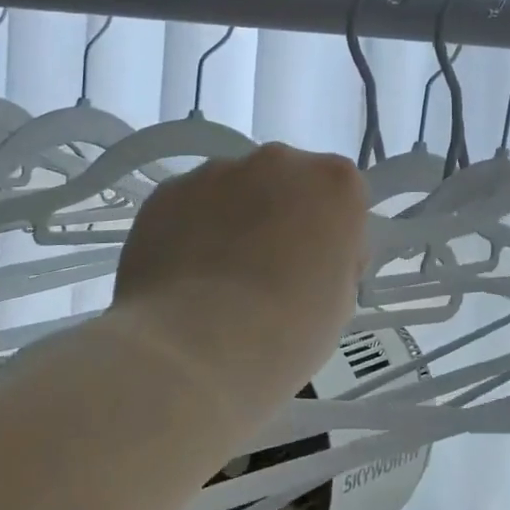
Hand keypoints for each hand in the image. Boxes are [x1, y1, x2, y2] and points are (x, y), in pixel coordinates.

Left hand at [112, 144, 367, 403]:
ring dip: (235, 221)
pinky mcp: (167, 192)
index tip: (319, 272)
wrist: (192, 348)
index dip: (332, 235)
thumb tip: (312, 257)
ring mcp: (218, 171)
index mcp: (334, 183)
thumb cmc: (286, 330)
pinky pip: (190, 206)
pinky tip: (184, 279)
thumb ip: (334, 260)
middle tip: (269, 274)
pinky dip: (190, 232)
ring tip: (218, 281)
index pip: (343, 198)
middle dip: (282, 217)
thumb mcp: (341, 301)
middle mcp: (279, 161)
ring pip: (236, 191)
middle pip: (288, 183)